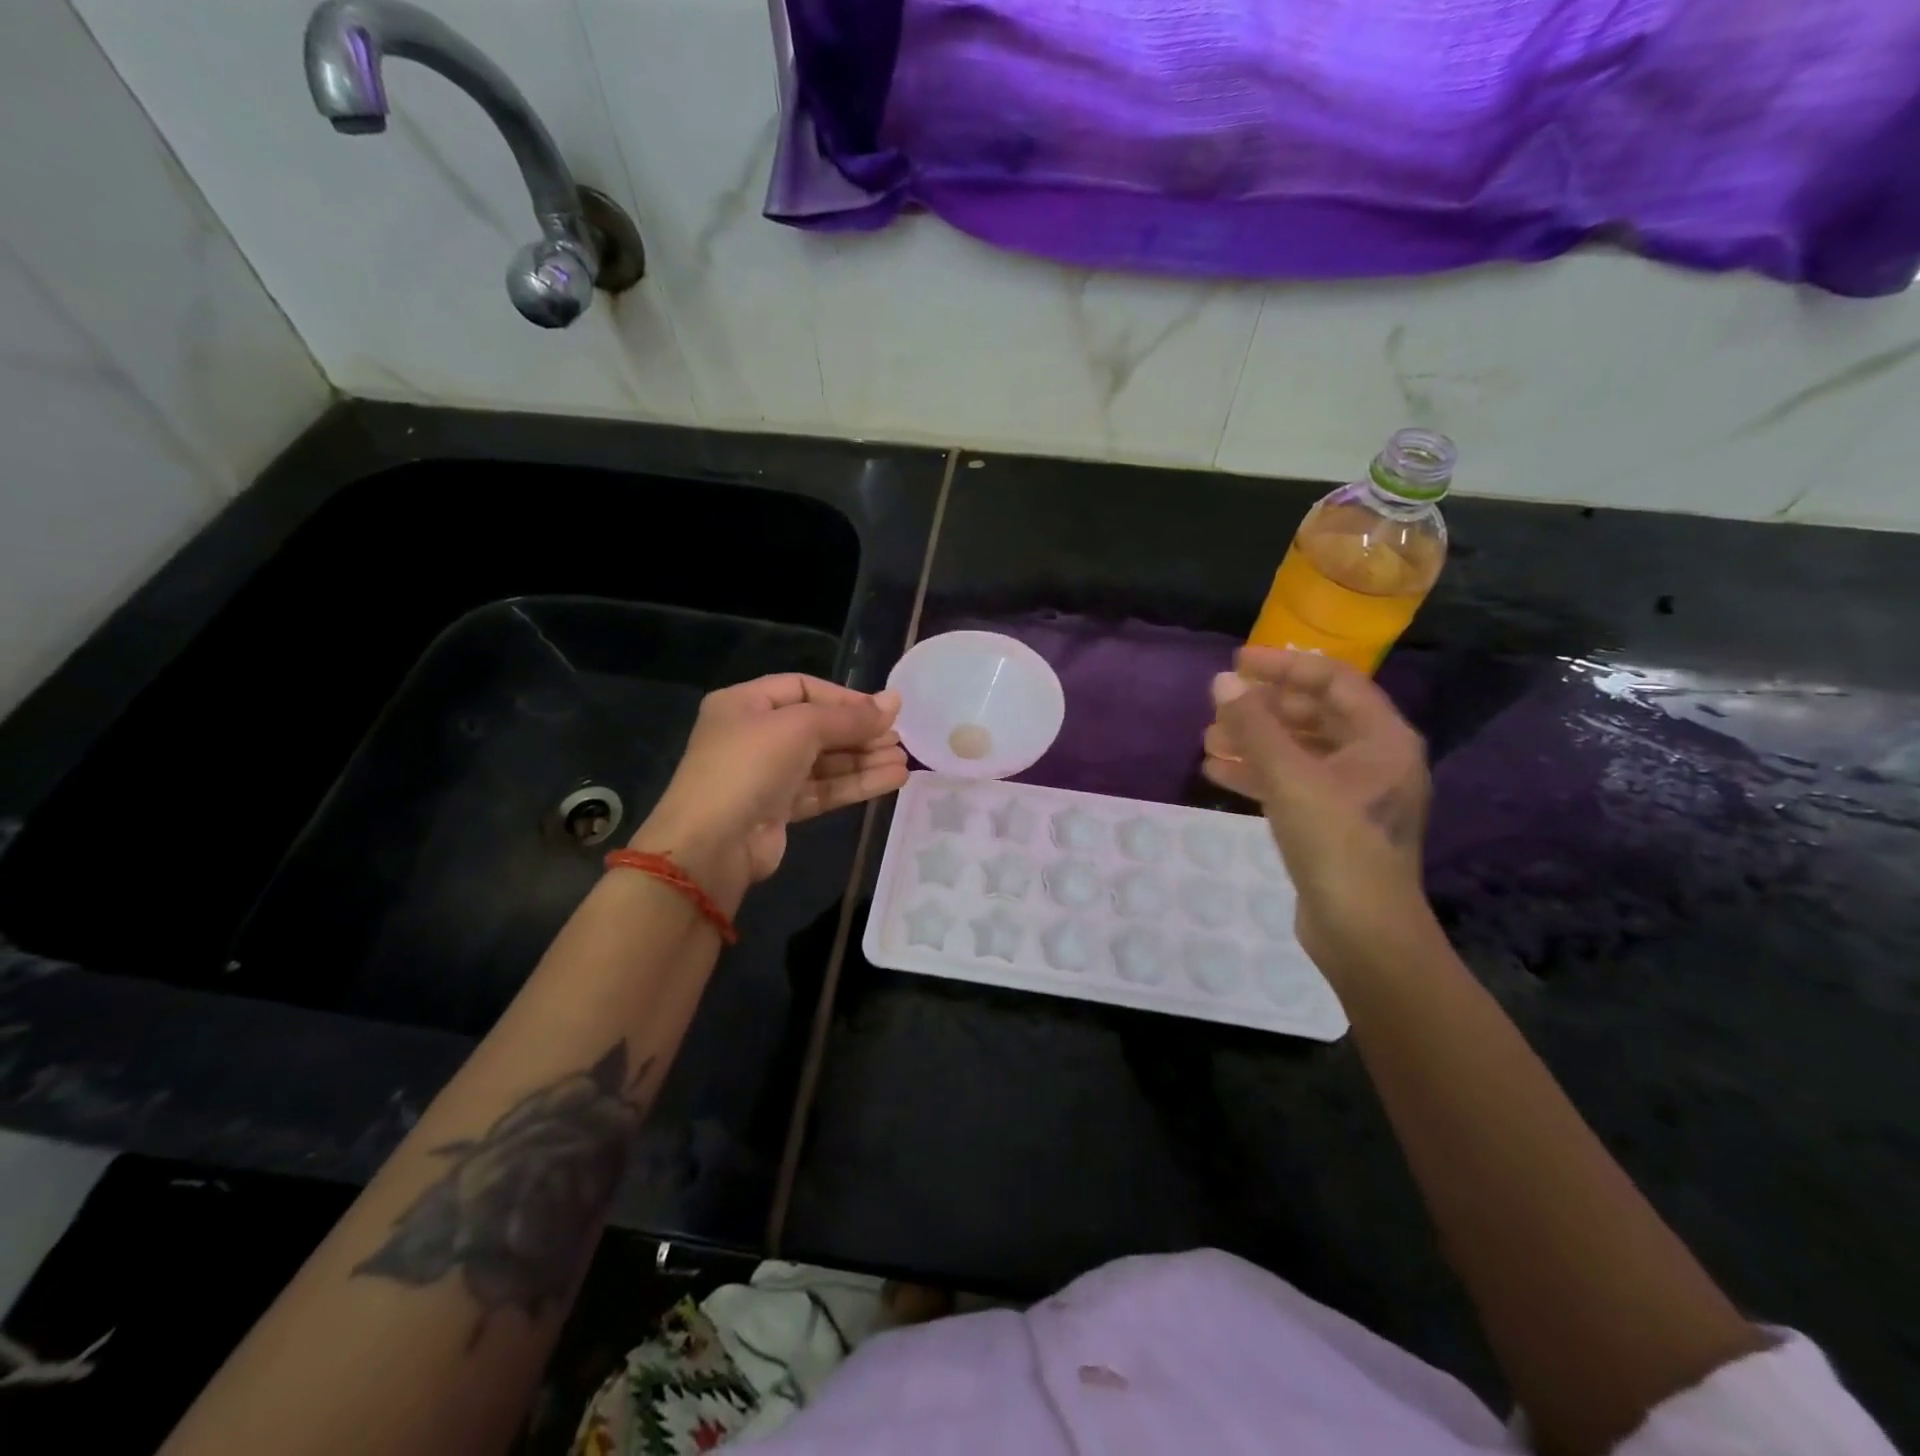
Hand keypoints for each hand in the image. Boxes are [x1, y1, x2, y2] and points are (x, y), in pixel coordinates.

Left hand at [631, 675, 907, 906]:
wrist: (711, 844)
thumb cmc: (749, 767)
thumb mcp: (800, 728)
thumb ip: (849, 717)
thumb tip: (895, 701)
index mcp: (745, 704)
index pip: (803, 688)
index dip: (844, 698)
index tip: (883, 710)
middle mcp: (754, 735)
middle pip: (817, 727)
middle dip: (860, 733)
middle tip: (900, 738)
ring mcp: (766, 775)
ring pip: (824, 761)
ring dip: (864, 760)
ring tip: (905, 761)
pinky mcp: (779, 809)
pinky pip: (823, 789)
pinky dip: (856, 784)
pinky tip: (892, 780)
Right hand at [1202, 648, 1430, 970]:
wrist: (1363, 934)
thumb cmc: (1336, 844)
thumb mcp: (1290, 778)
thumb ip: (1254, 726)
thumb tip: (1222, 682)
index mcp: (1382, 739)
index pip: (1333, 681)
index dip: (1284, 666)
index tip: (1237, 663)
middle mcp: (1375, 759)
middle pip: (1315, 715)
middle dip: (1264, 709)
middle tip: (1219, 706)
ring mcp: (1355, 794)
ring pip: (1300, 751)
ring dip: (1255, 741)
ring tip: (1209, 740)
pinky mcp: (1333, 823)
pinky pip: (1293, 783)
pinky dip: (1258, 774)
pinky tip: (1218, 773)